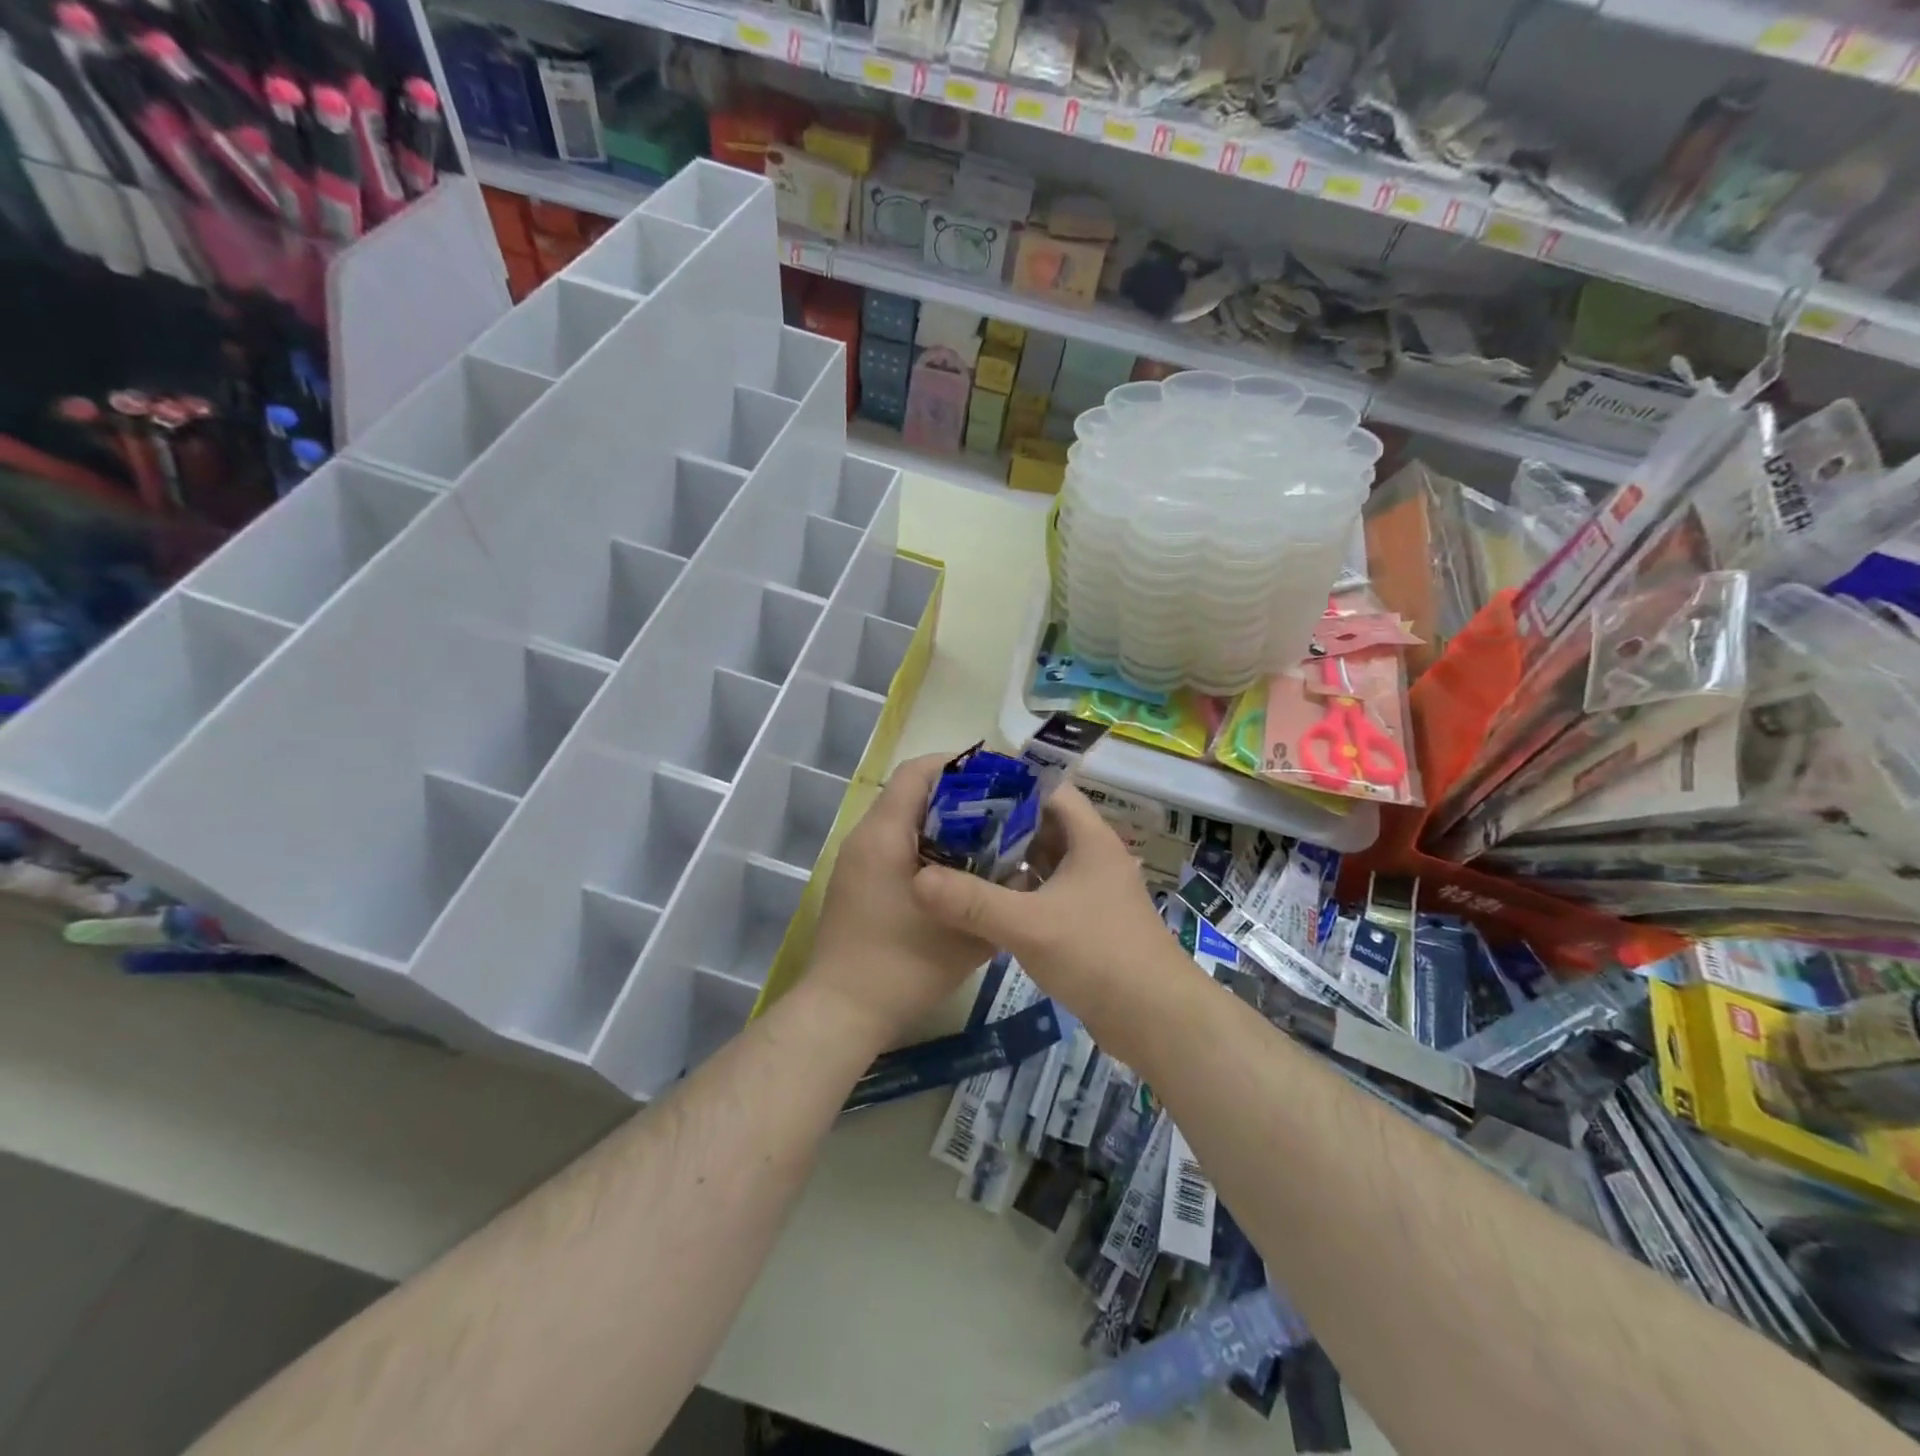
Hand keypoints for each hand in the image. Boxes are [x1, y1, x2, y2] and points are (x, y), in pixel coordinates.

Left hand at [805, 753, 994, 1050]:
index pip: (918, 771)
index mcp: (885, 835)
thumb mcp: (967, 934)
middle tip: (1003, 811)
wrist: (842, 1012)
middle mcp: (865, 837)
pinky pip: (894, 844)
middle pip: (911, 792)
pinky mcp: (856, 882)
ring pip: (903, 819)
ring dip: (943, 822)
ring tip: (987, 839)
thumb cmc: (903, 968)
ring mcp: (856, 860)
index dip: (960, 765)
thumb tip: (1022, 869)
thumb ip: (999, 896)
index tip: (1000, 778)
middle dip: (959, 795)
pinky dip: (926, 845)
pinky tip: (957, 872)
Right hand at [909, 784, 1187, 1053]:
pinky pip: (1046, 893)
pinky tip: (984, 900)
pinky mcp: (1087, 923)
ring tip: (958, 856)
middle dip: (999, 824)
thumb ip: (972, 902)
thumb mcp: (1029, 925)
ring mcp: (1092, 892)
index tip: (964, 788)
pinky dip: (1018, 891)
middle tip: (951, 824)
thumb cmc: (1098, 956)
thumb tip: (917, 880)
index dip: (1010, 784)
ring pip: (1044, 862)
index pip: (1049, 791)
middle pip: (1043, 825)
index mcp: (1090, 840)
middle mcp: (1094, 858)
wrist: (1157, 1020)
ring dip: (1007, 860)